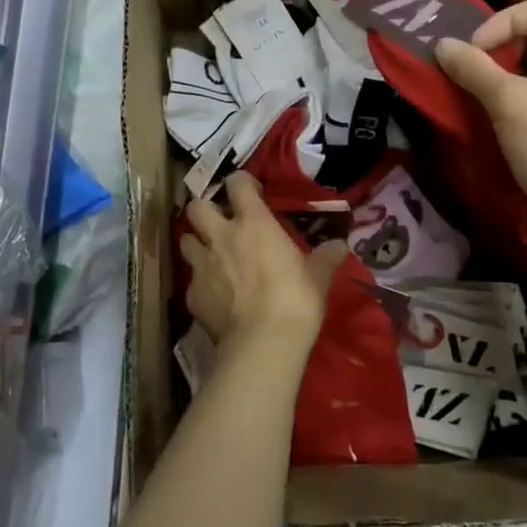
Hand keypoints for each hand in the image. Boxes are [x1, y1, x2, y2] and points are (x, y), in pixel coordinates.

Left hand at [180, 172, 347, 358]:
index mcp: (252, 223)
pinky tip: (215, 296)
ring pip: (185, 240)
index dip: (242, 183)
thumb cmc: (295, 300)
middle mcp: (221, 236)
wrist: (264, 343)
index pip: (237, 183)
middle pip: (196, 207)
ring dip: (197, 243)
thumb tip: (340, 245)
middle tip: (221, 223)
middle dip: (205, 210)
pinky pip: (191, 281)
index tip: (252, 193)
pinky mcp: (192, 295)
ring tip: (212, 255)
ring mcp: (201, 266)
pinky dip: (201, 284)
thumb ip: (326, 256)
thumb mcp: (318, 276)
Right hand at [436, 0, 526, 249]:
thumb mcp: (507, 101)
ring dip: (498, 76)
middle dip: (496, 48)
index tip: (476, 51)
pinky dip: (508, 99)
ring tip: (469, 92)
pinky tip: (485, 116)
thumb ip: (472, 68)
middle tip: (466, 70)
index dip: (504, 21)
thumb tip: (442, 45)